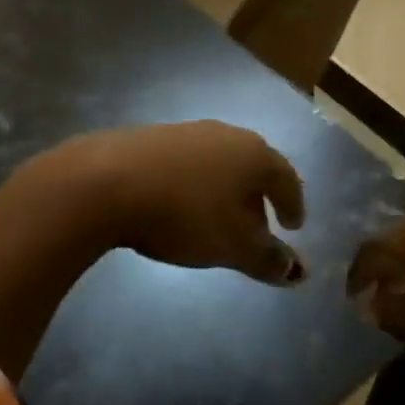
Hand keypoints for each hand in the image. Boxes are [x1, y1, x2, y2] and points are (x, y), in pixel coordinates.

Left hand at [54, 120, 307, 285]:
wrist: (105, 181)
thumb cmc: (183, 214)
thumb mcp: (231, 246)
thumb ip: (268, 260)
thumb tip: (299, 272)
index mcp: (254, 155)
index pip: (286, 178)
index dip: (293, 205)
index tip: (294, 227)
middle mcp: (227, 135)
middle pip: (253, 167)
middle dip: (259, 199)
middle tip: (259, 229)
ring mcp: (188, 132)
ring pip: (220, 164)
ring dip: (227, 191)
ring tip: (218, 220)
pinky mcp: (153, 136)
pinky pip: (189, 163)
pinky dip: (197, 184)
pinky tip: (181, 205)